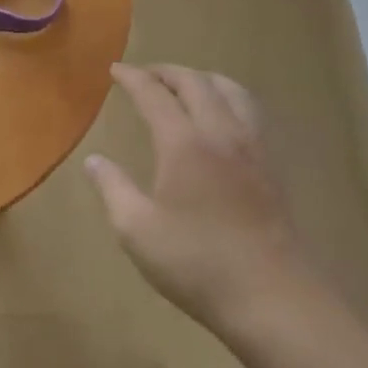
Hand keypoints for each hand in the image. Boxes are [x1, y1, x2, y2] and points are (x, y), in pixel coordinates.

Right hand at [85, 64, 314, 348]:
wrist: (274, 298)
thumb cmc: (198, 264)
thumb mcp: (138, 231)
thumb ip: (113, 189)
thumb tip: (94, 161)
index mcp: (184, 142)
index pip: (154, 94)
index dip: (132, 78)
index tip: (115, 69)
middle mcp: (220, 132)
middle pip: (195, 82)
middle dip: (167, 72)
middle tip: (146, 75)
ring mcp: (252, 147)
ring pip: (230, 89)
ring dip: (202, 78)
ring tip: (186, 86)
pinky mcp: (272, 165)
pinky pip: (250, 110)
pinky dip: (229, 97)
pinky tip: (224, 116)